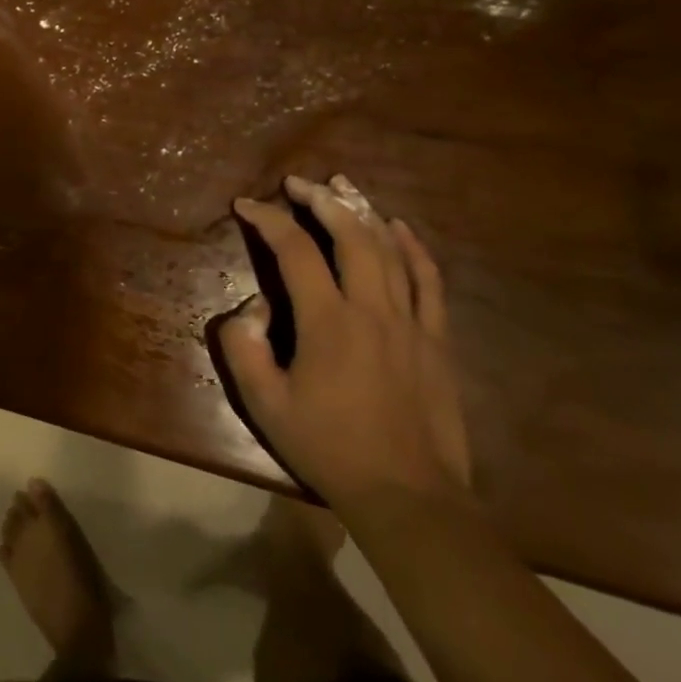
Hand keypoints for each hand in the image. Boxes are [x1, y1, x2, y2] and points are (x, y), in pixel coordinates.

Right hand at [217, 175, 470, 508]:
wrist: (408, 498)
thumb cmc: (329, 448)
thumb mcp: (265, 404)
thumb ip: (244, 346)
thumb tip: (251, 306)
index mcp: (328, 322)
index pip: (294, 250)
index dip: (267, 220)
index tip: (245, 206)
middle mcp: (371, 309)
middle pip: (349, 235)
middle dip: (319, 200)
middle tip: (296, 183)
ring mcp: (411, 322)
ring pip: (389, 249)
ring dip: (362, 211)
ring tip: (341, 186)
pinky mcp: (436, 339)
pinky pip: (428, 280)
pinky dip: (413, 247)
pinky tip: (397, 226)